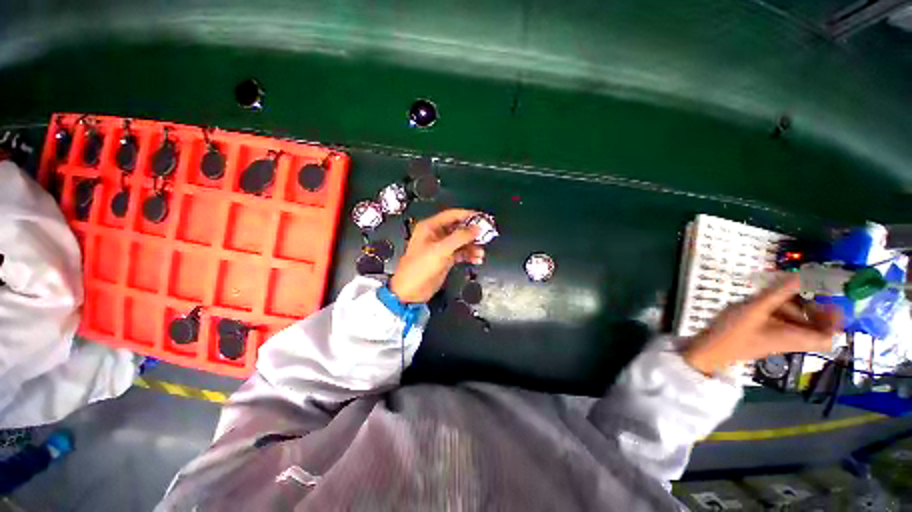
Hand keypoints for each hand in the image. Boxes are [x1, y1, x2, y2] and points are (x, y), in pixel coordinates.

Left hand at [389, 209, 485, 302]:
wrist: (411, 292)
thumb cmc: (420, 268)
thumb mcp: (440, 250)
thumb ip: (459, 238)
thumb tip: (476, 229)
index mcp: (430, 228)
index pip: (452, 215)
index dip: (468, 215)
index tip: (483, 218)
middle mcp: (436, 235)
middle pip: (458, 228)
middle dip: (472, 232)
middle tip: (486, 234)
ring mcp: (441, 248)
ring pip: (461, 241)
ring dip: (472, 246)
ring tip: (481, 252)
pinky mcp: (445, 259)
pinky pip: (460, 253)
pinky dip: (469, 255)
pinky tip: (476, 259)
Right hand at [682, 275, 841, 375]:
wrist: (711, 349)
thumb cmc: (735, 332)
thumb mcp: (756, 309)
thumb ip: (779, 292)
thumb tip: (802, 274)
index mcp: (796, 337)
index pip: (829, 336)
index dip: (836, 320)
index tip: (829, 300)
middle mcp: (792, 340)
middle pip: (815, 326)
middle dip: (810, 306)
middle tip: (800, 290)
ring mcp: (779, 338)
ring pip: (798, 322)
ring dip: (791, 306)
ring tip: (773, 294)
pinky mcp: (767, 336)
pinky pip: (784, 323)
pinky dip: (780, 311)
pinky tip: (764, 302)